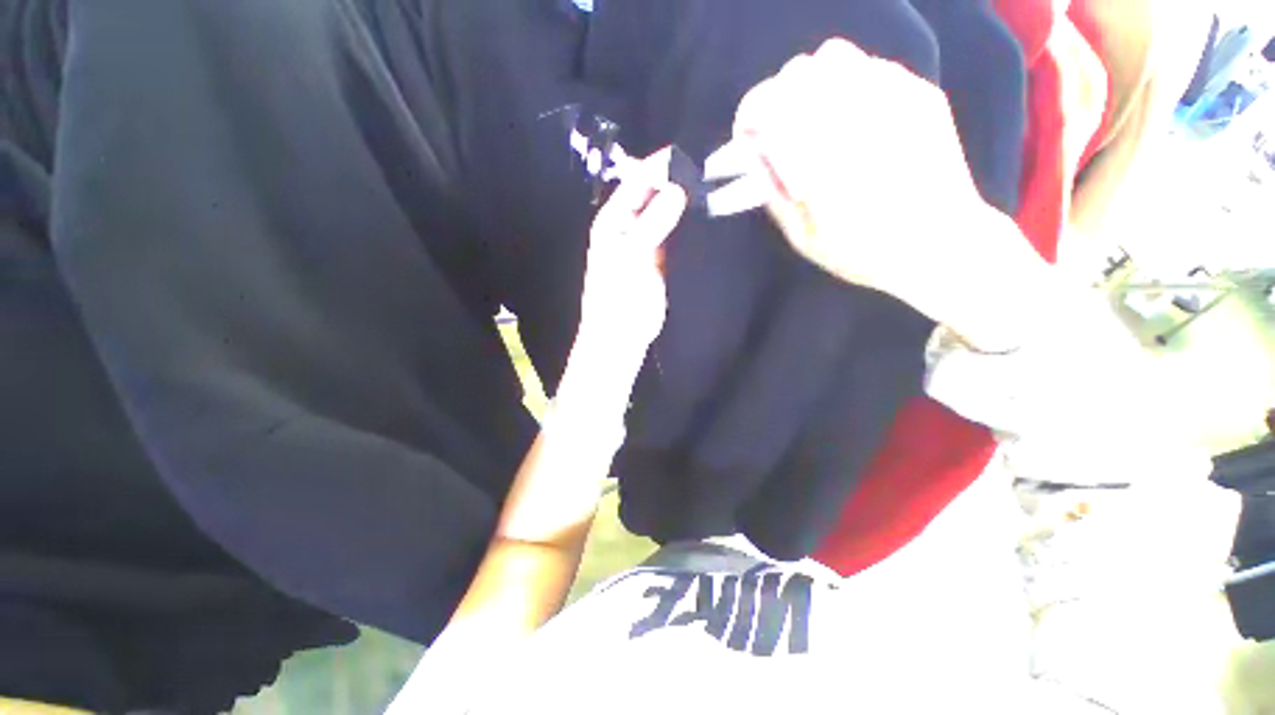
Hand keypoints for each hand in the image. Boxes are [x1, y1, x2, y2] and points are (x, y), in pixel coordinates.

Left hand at [574, 149, 687, 372]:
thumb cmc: (617, 297)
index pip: (636, 182)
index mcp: (614, 220)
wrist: (622, 335)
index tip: (689, 153)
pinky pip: (676, 235)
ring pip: (667, 214)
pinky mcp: (662, 259)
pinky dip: (688, 226)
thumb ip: (653, 223)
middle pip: (653, 195)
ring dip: (685, 203)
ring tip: (713, 186)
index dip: (659, 166)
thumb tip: (677, 190)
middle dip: (676, 181)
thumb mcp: (631, 257)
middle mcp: (629, 226)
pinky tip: (707, 217)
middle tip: (708, 168)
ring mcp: (647, 243)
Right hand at [729, 39, 991, 314]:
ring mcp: (891, 95)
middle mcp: (852, 112)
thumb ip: (773, 194)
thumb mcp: (802, 237)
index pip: (766, 105)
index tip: (746, 138)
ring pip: (833, 57)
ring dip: (810, 84)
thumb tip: (754, 158)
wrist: (941, 245)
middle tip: (777, 131)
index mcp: (818, 154)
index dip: (747, 116)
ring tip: (814, 119)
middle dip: (775, 99)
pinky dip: (847, 85)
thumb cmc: (864, 252)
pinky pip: (870, 67)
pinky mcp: (919, 93)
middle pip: (796, 73)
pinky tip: (852, 119)